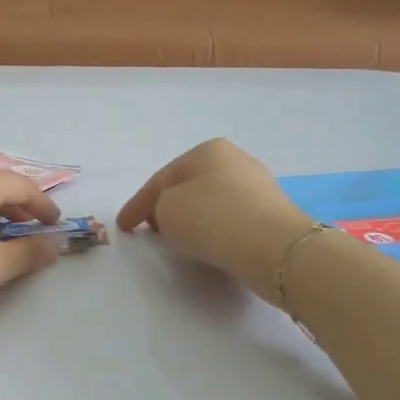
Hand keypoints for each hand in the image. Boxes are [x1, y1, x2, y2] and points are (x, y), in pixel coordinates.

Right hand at [118, 139, 314, 303]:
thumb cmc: (212, 219)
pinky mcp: (272, 214)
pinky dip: (214, 229)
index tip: (123, 226)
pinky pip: (230, 219)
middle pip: (188, 186)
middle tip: (150, 229)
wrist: (275, 248)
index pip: (161, 179)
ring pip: (211, 202)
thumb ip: (159, 209)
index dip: (137, 204)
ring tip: (178, 240)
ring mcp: (258, 187)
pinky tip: (209, 244)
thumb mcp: (166, 210)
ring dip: (192, 219)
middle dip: (167, 207)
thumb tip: (175, 215)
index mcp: (207, 150)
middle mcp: (235, 160)